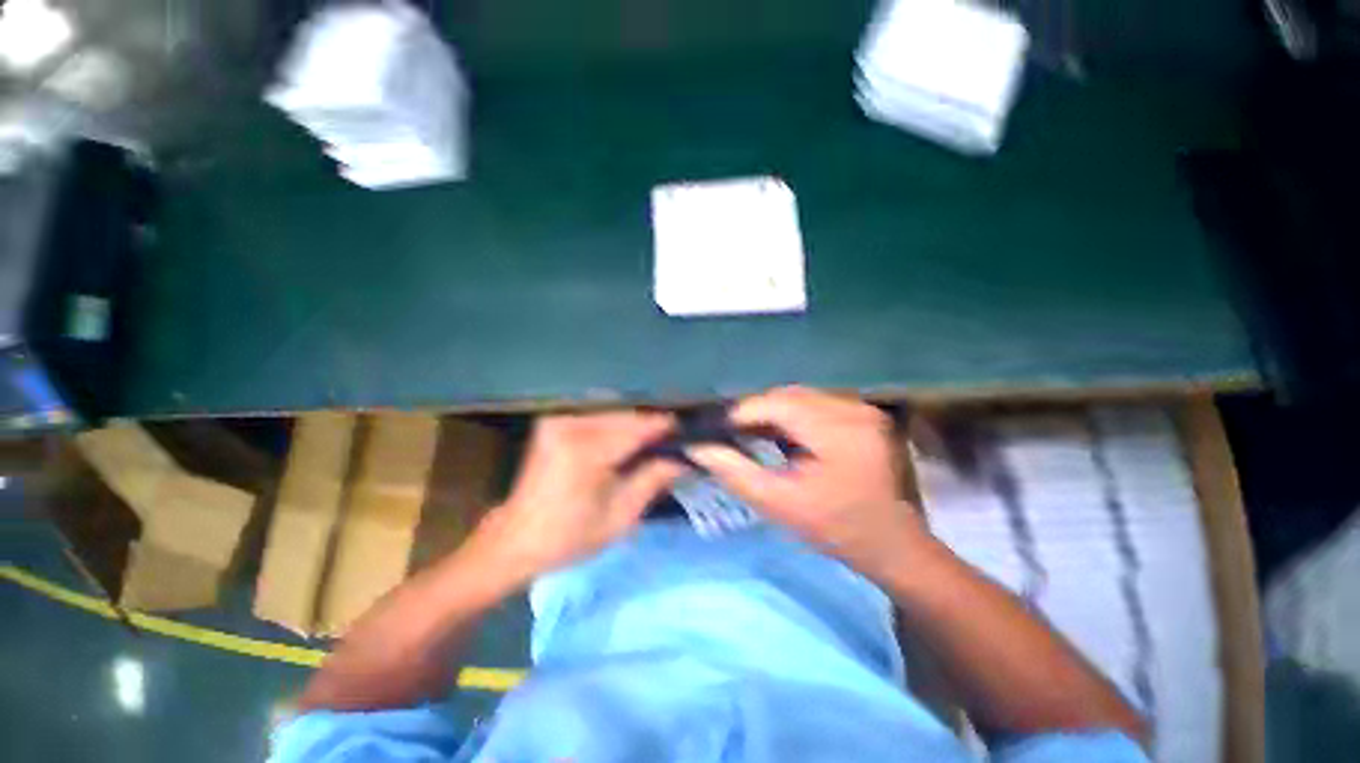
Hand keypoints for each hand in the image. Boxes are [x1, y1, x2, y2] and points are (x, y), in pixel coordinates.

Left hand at [472, 411, 683, 581]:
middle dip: (654, 425)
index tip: (691, 431)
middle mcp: (571, 425)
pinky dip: (619, 424)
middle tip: (678, 438)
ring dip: (638, 424)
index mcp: (586, 451)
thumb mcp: (620, 516)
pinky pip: (599, 416)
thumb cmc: (570, 536)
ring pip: (615, 412)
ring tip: (658, 439)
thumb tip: (685, 459)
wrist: (515, 540)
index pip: (638, 427)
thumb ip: (654, 479)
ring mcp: (560, 419)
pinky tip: (632, 438)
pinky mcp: (555, 421)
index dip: (667, 427)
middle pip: (627, 415)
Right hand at [687, 386, 928, 579]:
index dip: (740, 412)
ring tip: (749, 434)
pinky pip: (815, 404)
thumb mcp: (780, 505)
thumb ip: (736, 473)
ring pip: (799, 397)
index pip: (776, 404)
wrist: (894, 546)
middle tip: (729, 433)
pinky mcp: (862, 413)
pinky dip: (791, 416)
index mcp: (838, 430)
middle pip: (788, 396)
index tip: (713, 428)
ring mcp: (862, 408)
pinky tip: (779, 435)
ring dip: (771, 412)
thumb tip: (698, 447)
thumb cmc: (837, 530)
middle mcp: (853, 408)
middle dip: (755, 412)